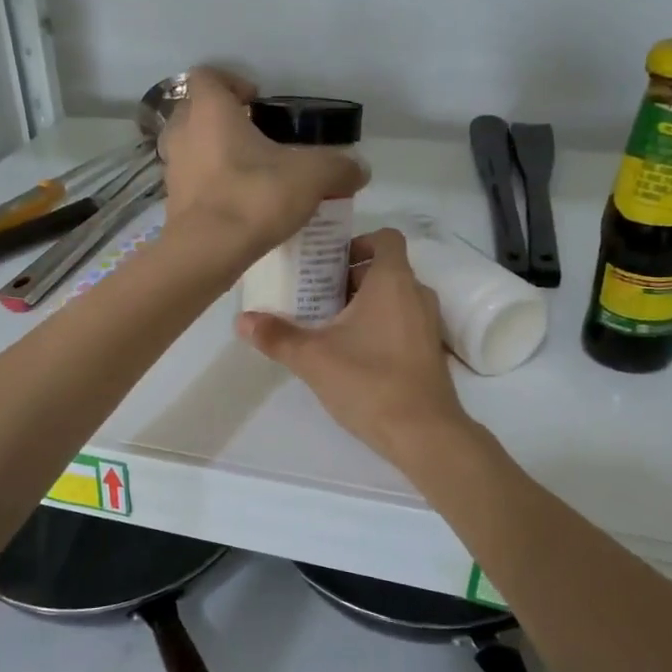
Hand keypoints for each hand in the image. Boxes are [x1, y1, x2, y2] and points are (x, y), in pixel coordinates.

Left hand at [159, 68, 367, 256]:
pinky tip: (237, 203)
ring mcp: (172, 169)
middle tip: (255, 136)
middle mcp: (183, 133)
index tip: (257, 100)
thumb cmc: (255, 196)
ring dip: (213, 153)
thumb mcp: (312, 176)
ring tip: (247, 171)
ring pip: (190, 148)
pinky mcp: (173, 203)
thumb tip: (359, 169)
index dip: (232, 82)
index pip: (208, 76)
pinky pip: (191, 182)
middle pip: (195, 111)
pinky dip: (209, 186)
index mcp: (210, 111)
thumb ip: (339, 167)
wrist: (208, 252)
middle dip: (222, 119)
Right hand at [236, 228, 470, 463]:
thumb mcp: (313, 357)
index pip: (384, 237)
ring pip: (394, 297)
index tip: (327, 261)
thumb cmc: (369, 381)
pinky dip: (380, 324)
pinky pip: (403, 321)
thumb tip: (241, 320)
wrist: (423, 433)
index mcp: (392, 281)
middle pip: (384, 268)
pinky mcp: (430, 351)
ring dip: (364, 302)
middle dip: (349, 276)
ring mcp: (428, 324)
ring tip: (328, 323)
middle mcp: (416, 294)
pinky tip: (352, 352)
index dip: (357, 242)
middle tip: (314, 293)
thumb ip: (276, 335)